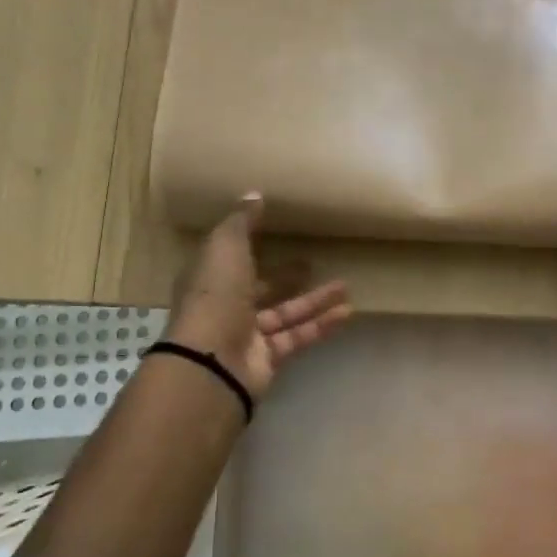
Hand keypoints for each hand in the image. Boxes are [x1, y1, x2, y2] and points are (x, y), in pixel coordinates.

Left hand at [164, 193, 352, 399]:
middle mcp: (227, 305)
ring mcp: (248, 334)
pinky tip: (347, 312)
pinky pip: (298, 336)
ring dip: (314, 299)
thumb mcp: (225, 246)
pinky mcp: (268, 358)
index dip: (252, 246)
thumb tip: (254, 194)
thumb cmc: (215, 295)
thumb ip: (241, 221)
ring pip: (286, 313)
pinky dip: (321, 324)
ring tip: (345, 285)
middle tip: (312, 262)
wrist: (212, 361)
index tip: (279, 233)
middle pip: (261, 288)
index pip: (231, 258)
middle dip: (286, 276)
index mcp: (210, 277)